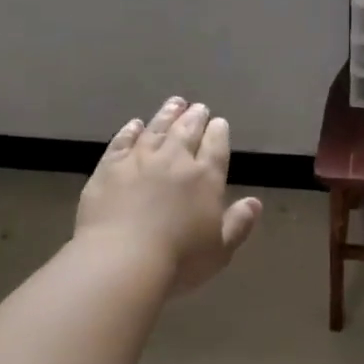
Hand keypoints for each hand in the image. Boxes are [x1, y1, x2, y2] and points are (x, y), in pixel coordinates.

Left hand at [76, 97, 263, 294]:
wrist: (122, 259)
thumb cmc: (179, 260)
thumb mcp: (221, 250)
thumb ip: (239, 223)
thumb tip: (255, 203)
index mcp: (206, 177)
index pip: (216, 146)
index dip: (218, 132)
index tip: (219, 122)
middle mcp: (174, 160)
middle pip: (186, 131)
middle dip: (195, 117)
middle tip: (198, 107)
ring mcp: (138, 160)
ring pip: (156, 129)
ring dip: (166, 114)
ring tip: (174, 103)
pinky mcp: (108, 168)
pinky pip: (121, 141)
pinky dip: (130, 130)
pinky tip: (135, 124)